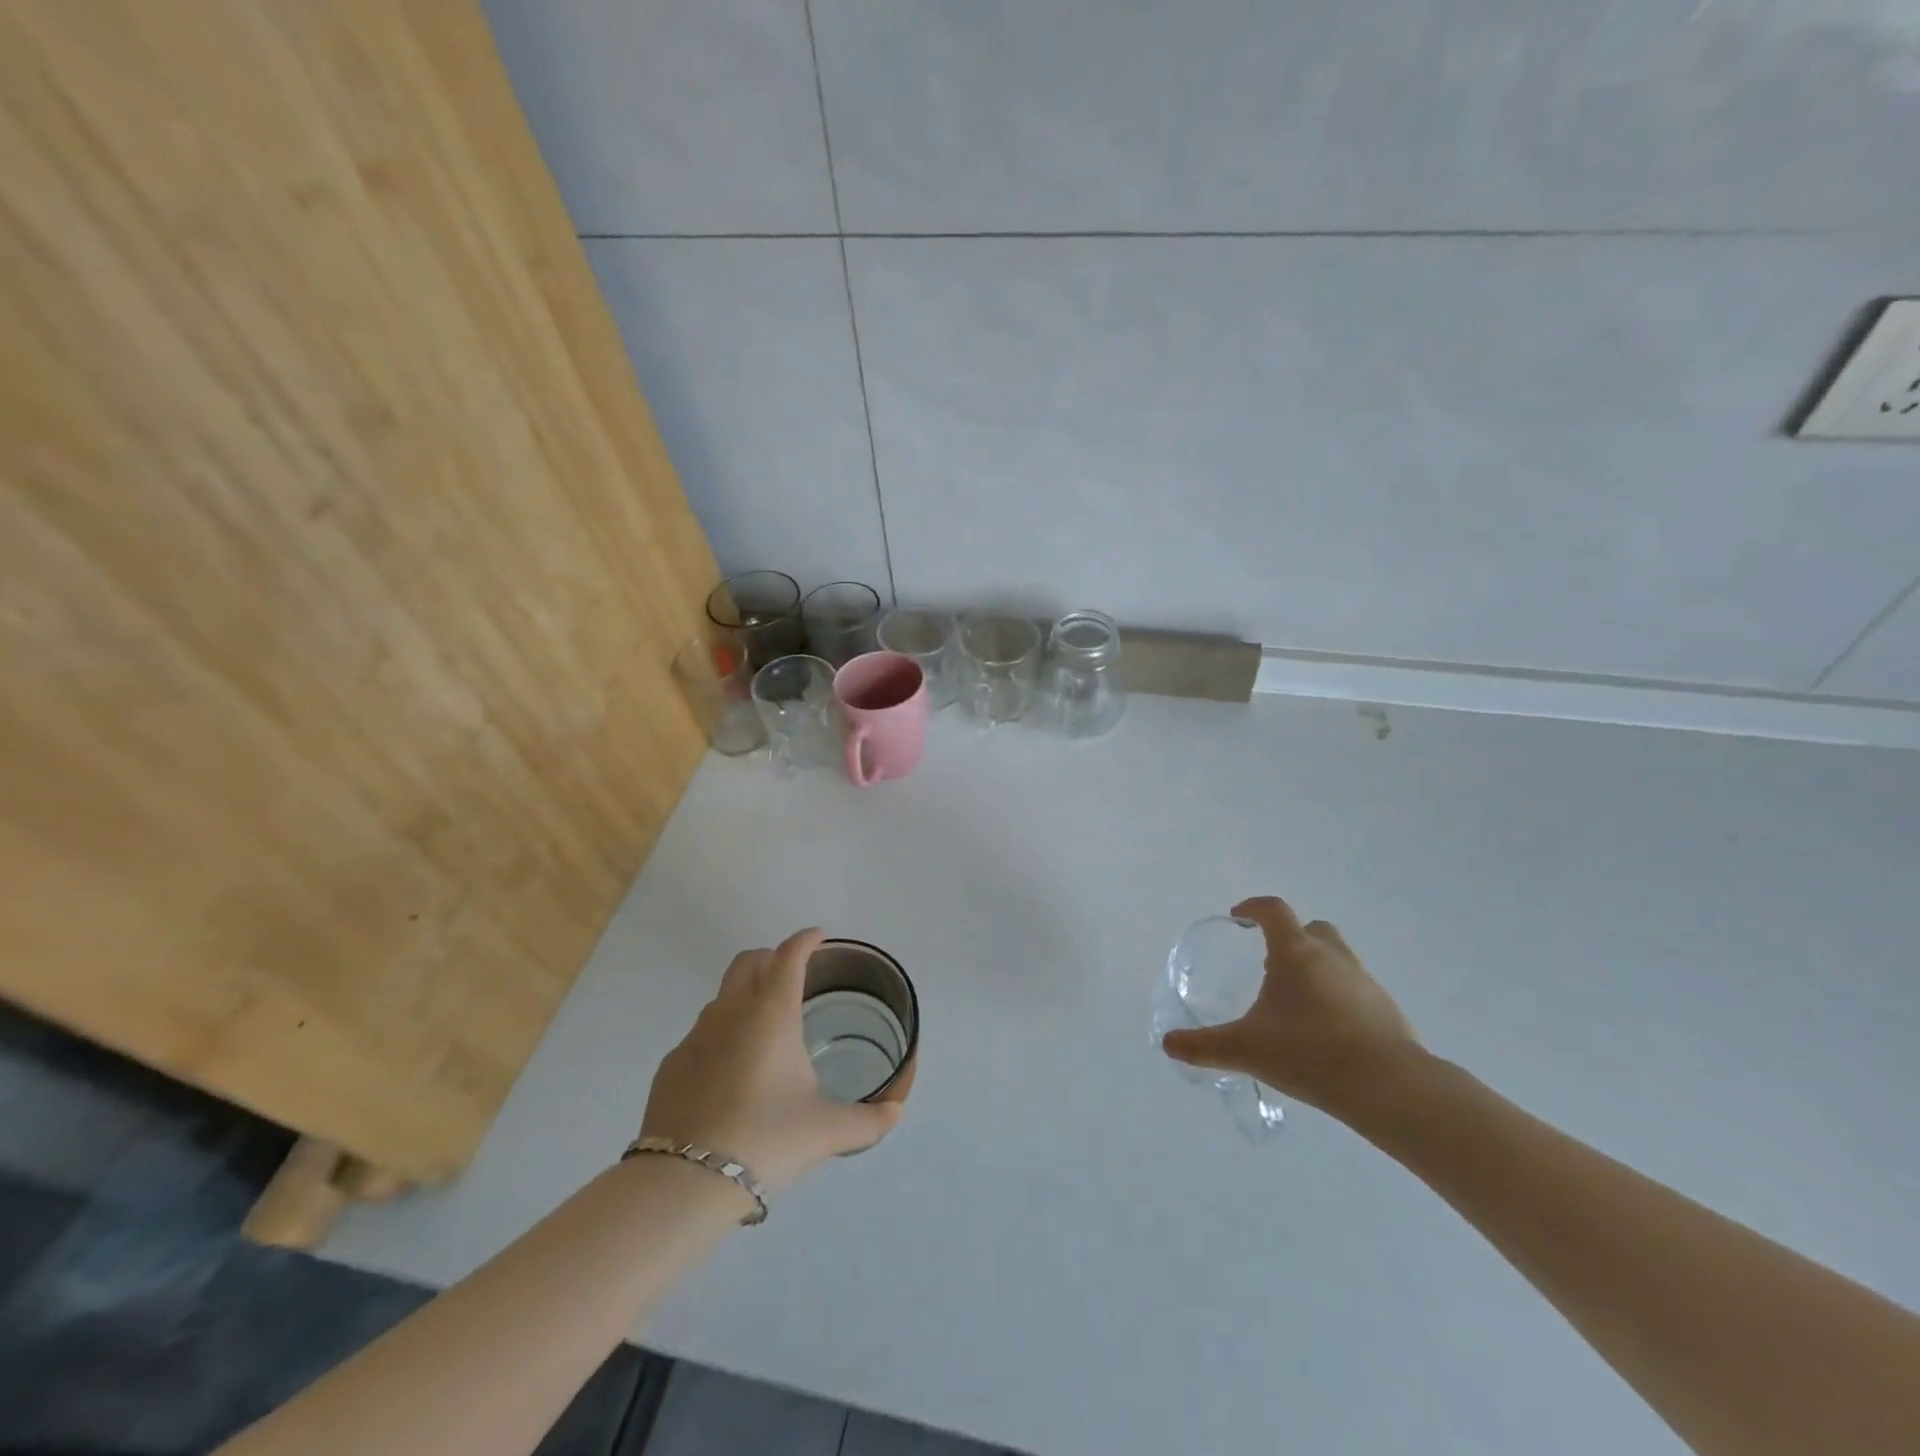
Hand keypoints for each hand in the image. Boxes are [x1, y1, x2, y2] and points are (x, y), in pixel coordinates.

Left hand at [640, 929, 902, 1192]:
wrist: (684, 1183)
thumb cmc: (766, 1140)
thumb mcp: (827, 1131)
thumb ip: (868, 1120)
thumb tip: (895, 1113)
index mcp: (772, 1014)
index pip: (789, 956)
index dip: (805, 940)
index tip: (818, 936)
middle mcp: (731, 1013)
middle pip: (748, 962)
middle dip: (771, 958)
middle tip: (791, 975)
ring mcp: (695, 1037)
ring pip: (722, 997)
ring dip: (745, 997)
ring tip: (764, 1030)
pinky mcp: (672, 1066)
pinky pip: (701, 1035)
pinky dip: (721, 1037)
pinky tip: (730, 1074)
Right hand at [1160, 896, 1420, 1116]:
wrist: (1390, 1087)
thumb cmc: (1309, 1052)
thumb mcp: (1246, 1050)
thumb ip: (1204, 1046)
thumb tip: (1168, 1044)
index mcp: (1296, 952)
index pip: (1274, 911)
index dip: (1253, 908)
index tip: (1239, 918)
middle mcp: (1332, 957)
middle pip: (1312, 928)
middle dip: (1290, 936)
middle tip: (1271, 960)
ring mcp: (1365, 982)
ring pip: (1337, 958)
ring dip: (1317, 967)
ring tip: (1297, 1001)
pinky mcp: (1387, 1010)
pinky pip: (1356, 990)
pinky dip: (1339, 997)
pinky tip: (1327, 1030)